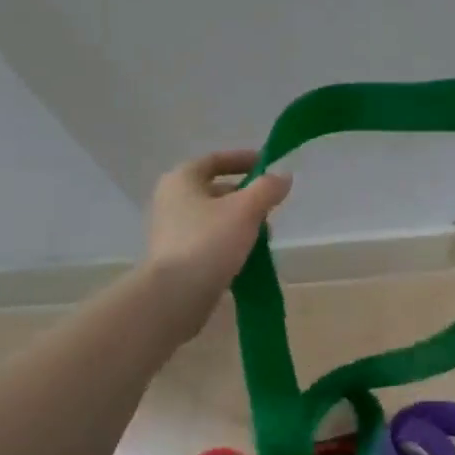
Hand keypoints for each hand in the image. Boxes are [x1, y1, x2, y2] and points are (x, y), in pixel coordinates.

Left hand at [145, 150, 291, 327]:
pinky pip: (210, 242)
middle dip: (247, 197)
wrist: (175, 295)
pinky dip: (230, 244)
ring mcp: (172, 231)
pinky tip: (248, 257)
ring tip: (264, 238)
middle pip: (216, 190)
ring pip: (215, 218)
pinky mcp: (177, 258)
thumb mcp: (245, 210)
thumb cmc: (209, 242)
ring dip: (241, 223)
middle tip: (271, 208)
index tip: (268, 164)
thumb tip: (283, 176)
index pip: (215, 159)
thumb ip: (267, 189)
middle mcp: (171, 200)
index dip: (243, 159)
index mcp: (182, 180)